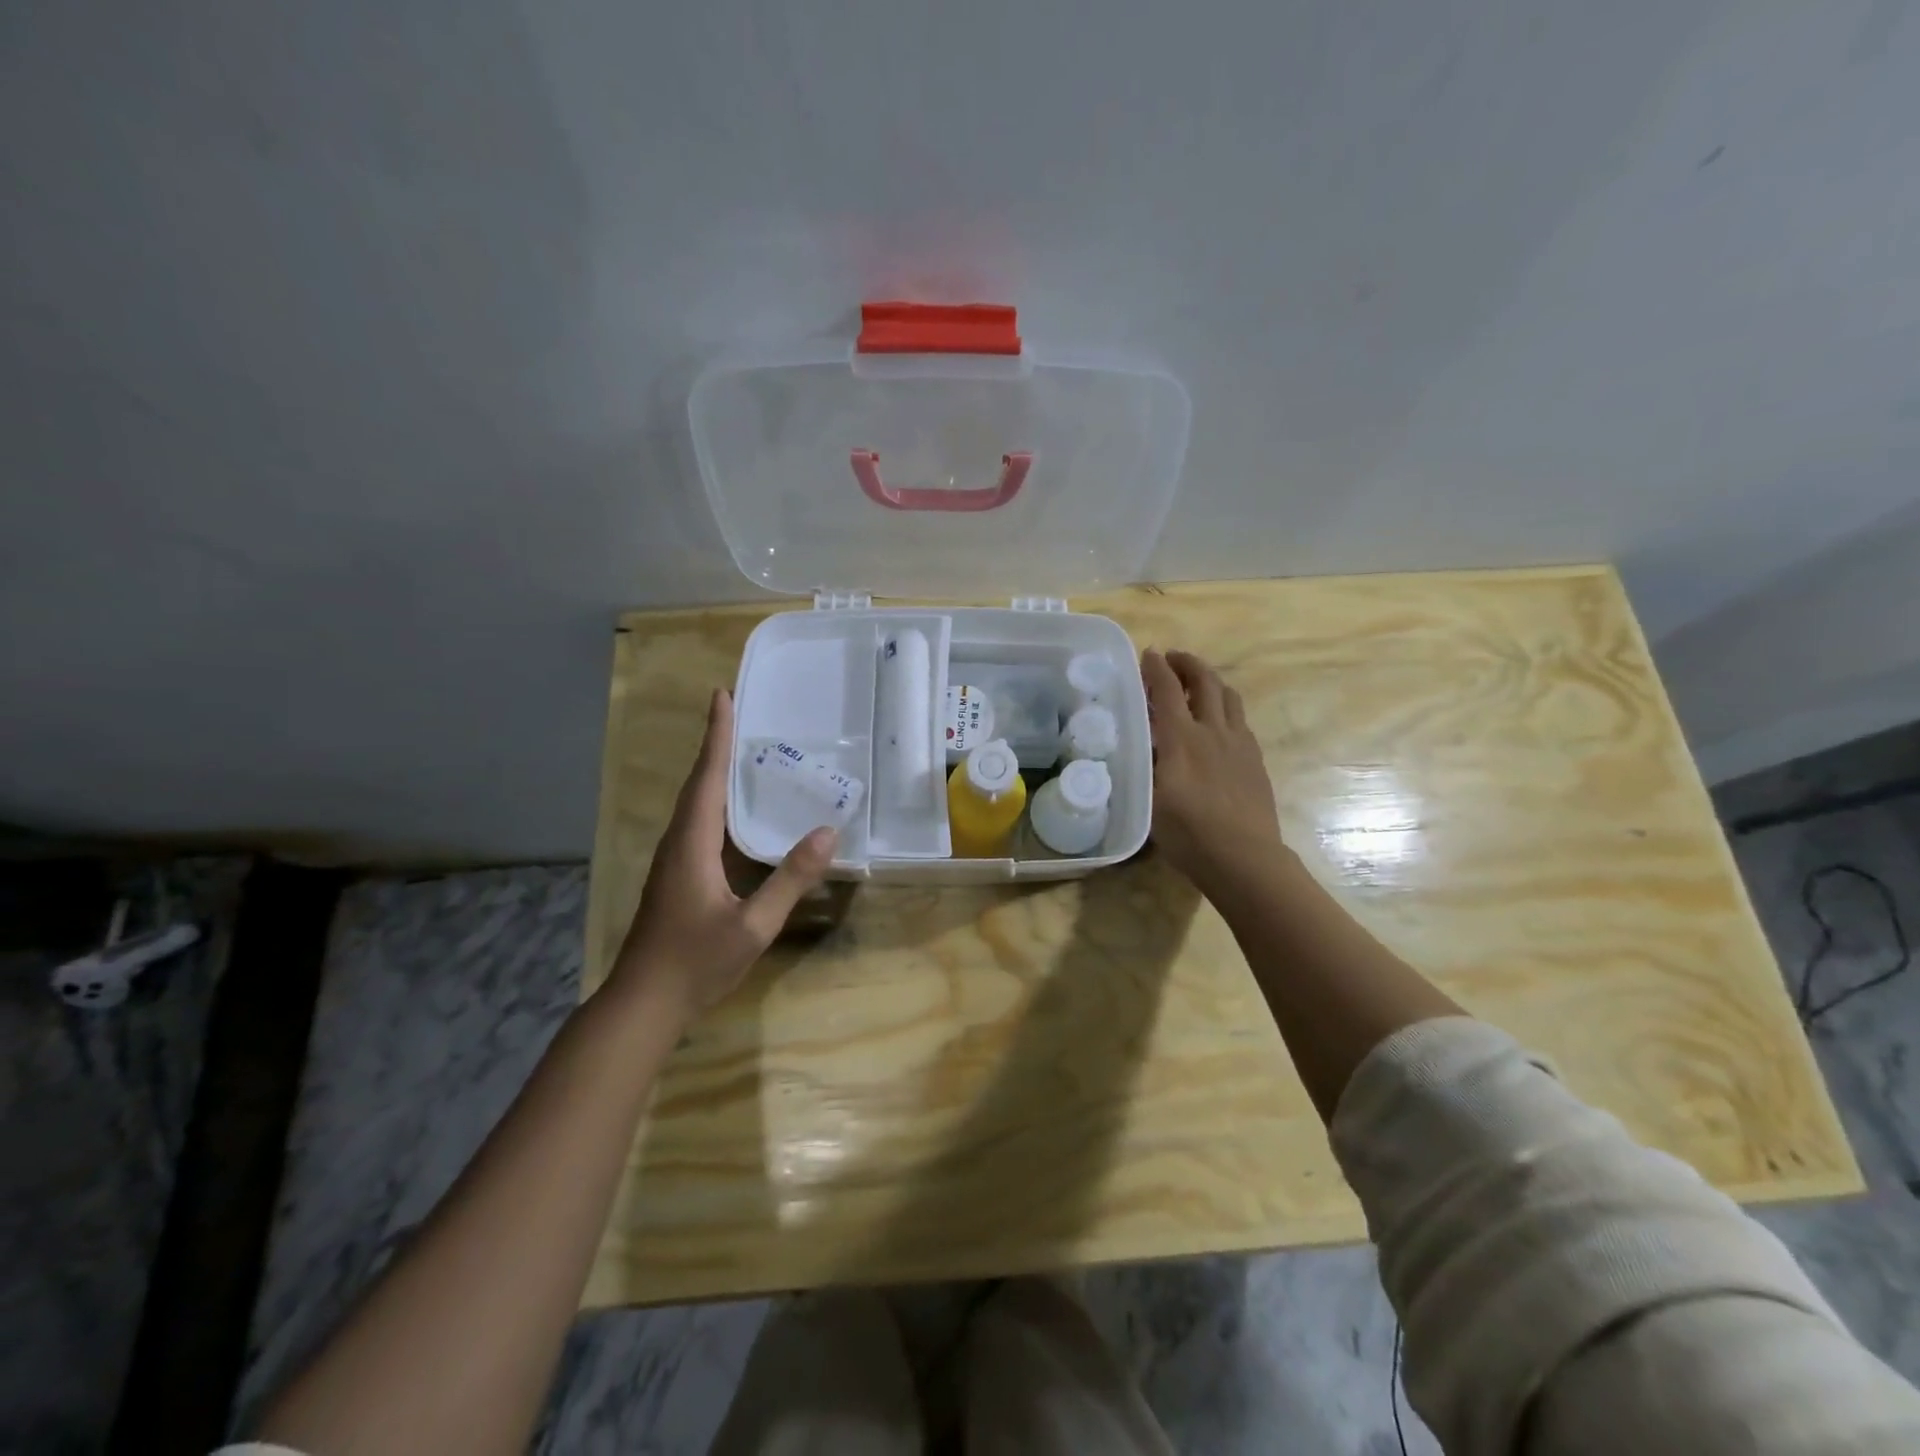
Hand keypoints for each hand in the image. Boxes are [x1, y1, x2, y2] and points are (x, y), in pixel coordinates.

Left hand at [611, 689, 836, 1020]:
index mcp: (692, 844)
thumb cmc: (695, 963)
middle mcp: (679, 842)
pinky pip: (701, 823)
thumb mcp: (753, 925)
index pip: (707, 778)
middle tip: (742, 711)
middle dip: (718, 743)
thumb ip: (790, 880)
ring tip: (745, 748)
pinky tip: (740, 809)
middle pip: (699, 782)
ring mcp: (675, 859)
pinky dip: (718, 800)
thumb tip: (827, 833)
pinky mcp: (677, 875)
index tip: (722, 695)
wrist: (643, 1004)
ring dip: (716, 770)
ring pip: (697, 802)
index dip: (717, 736)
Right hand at [1143, 648, 1282, 890]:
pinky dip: (1225, 707)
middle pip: (1205, 682)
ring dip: (1210, 681)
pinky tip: (1218, 722)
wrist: (1244, 858)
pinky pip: (1240, 720)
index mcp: (1182, 738)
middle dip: (1188, 664)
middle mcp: (1213, 731)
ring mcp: (1240, 744)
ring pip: (1228, 696)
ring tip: (1197, 683)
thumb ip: (1145, 765)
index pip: (1167, 690)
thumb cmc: (1189, 833)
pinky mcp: (1255, 760)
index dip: (1156, 668)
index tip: (1148, 653)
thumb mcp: (1150, 800)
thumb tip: (1140, 743)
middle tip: (1173, 659)